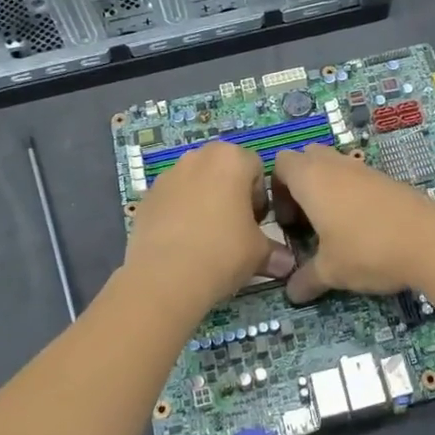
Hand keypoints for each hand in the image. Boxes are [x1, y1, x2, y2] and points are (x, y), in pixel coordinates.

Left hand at [124, 141, 294, 307]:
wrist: (165, 277)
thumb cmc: (223, 252)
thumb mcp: (259, 253)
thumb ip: (274, 250)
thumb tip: (287, 263)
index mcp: (231, 159)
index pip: (256, 169)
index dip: (260, 197)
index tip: (256, 224)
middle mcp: (198, 157)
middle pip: (223, 170)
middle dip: (231, 194)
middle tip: (234, 228)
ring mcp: (168, 175)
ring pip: (196, 183)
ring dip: (204, 201)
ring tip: (206, 238)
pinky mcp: (147, 197)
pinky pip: (172, 200)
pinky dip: (179, 214)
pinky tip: (182, 243)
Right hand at [272, 146, 434, 303]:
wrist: (430, 241)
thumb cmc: (367, 249)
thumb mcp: (330, 271)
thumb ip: (306, 279)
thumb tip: (291, 294)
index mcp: (311, 178)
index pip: (280, 164)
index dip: (276, 190)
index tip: (287, 222)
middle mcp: (335, 165)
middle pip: (307, 158)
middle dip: (300, 184)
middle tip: (306, 220)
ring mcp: (364, 169)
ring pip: (335, 167)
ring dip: (327, 190)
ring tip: (333, 227)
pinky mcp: (387, 179)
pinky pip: (358, 178)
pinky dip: (352, 195)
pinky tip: (361, 228)